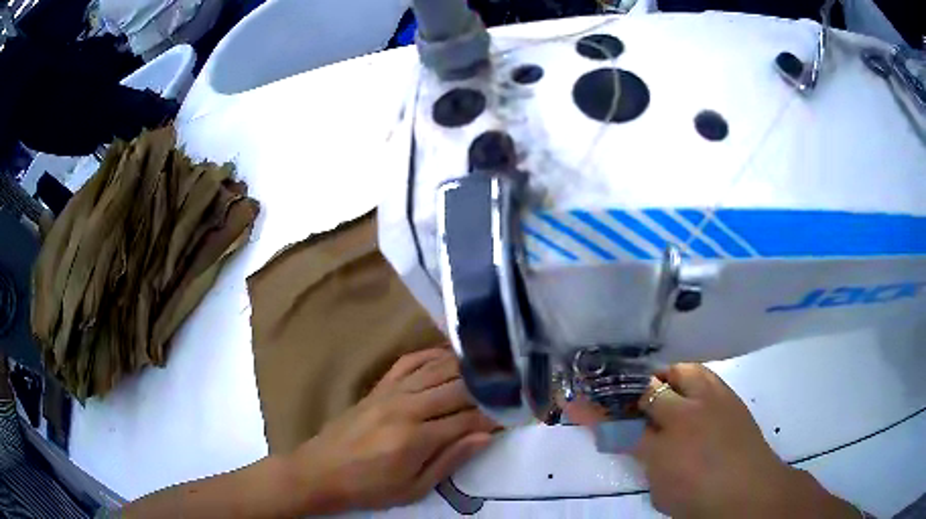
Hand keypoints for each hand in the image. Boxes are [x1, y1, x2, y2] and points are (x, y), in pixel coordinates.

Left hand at [290, 348, 496, 512]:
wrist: (321, 471)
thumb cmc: (369, 487)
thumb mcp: (413, 488)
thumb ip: (450, 460)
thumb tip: (485, 436)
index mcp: (416, 438)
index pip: (468, 419)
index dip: (495, 415)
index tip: (516, 411)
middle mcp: (406, 407)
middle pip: (458, 388)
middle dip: (488, 388)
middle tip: (510, 386)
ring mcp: (390, 393)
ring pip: (437, 369)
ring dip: (466, 368)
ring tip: (490, 368)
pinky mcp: (379, 387)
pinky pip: (409, 362)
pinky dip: (432, 355)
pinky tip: (449, 356)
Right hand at [566, 363, 857, 518]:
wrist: (751, 490)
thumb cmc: (700, 500)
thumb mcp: (661, 489)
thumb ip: (645, 461)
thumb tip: (635, 440)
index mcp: (663, 449)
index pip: (618, 425)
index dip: (594, 413)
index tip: (573, 401)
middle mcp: (685, 417)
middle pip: (650, 389)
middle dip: (632, 390)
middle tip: (626, 396)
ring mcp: (711, 401)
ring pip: (681, 371)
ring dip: (665, 378)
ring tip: (662, 390)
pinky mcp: (730, 395)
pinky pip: (703, 374)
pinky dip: (690, 379)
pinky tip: (689, 392)